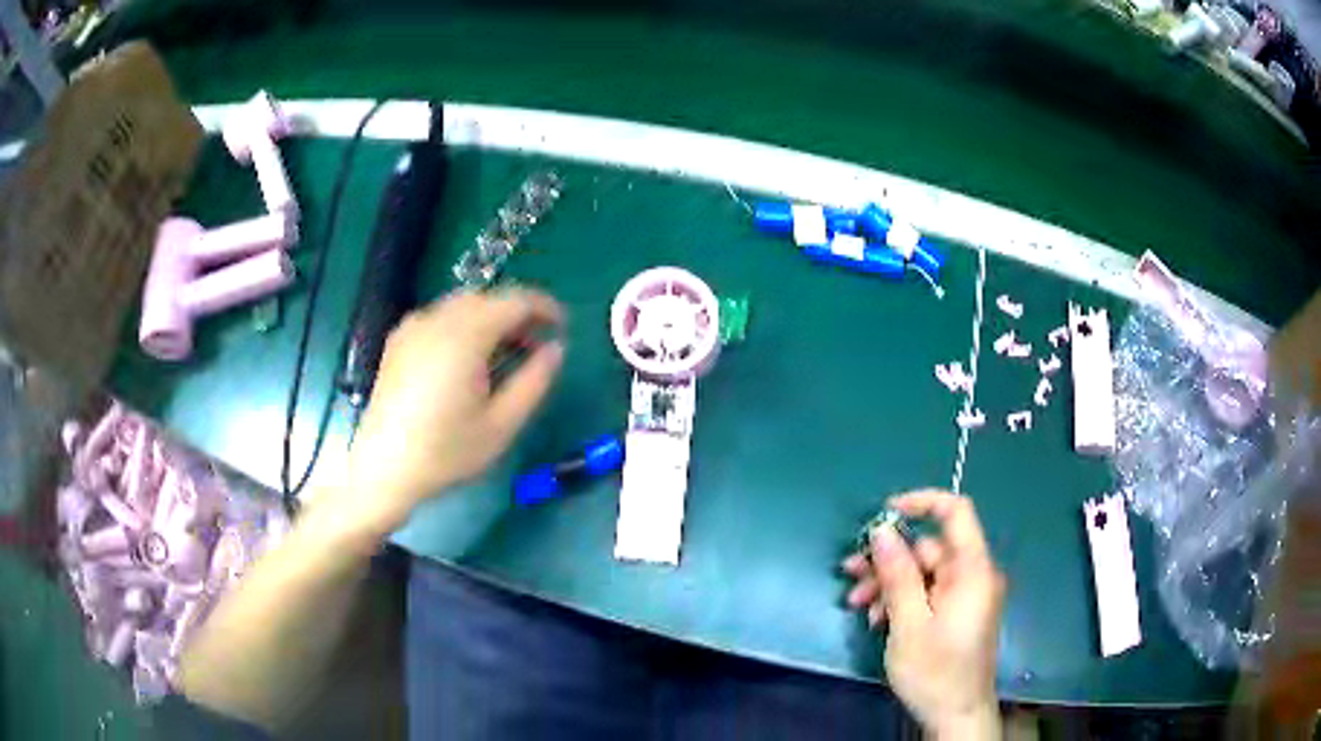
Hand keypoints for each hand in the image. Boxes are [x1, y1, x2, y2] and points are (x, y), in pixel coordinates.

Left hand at [326, 288, 564, 536]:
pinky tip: (467, 360)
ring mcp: (413, 327)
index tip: (563, 328)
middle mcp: (437, 320)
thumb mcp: (502, 425)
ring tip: (505, 354)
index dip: (545, 308)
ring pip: (462, 305)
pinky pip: (440, 317)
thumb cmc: (446, 452)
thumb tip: (555, 348)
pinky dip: (464, 325)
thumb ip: (535, 380)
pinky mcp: (398, 341)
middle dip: (517, 314)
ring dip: (490, 318)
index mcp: (465, 336)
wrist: (384, 469)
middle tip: (536, 346)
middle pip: (487, 298)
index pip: (515, 301)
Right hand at [842, 490, 1005, 738]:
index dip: (922, 502)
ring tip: (856, 605)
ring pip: (922, 573)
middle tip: (850, 574)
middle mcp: (972, 575)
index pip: (956, 512)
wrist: (955, 714)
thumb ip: (898, 575)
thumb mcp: (909, 624)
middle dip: (888, 560)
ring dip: (887, 584)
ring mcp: (964, 595)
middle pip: (929, 549)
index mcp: (972, 570)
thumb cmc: (935, 671)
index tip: (884, 513)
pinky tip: (876, 619)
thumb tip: (882, 531)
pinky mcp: (955, 613)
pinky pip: (926, 593)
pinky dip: (900, 601)